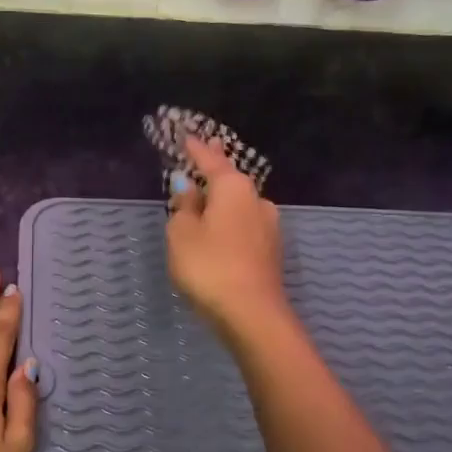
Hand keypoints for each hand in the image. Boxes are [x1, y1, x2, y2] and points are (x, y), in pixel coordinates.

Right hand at [165, 133, 288, 341]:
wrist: (252, 315)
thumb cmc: (209, 266)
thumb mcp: (181, 234)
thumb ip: (183, 207)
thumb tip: (187, 188)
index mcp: (233, 188)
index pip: (210, 160)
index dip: (196, 149)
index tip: (187, 136)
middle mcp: (256, 200)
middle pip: (231, 179)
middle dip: (216, 168)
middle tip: (206, 151)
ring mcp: (268, 226)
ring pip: (240, 203)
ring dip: (224, 197)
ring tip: (207, 194)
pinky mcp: (270, 250)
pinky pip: (244, 224)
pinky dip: (230, 219)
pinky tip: (221, 226)